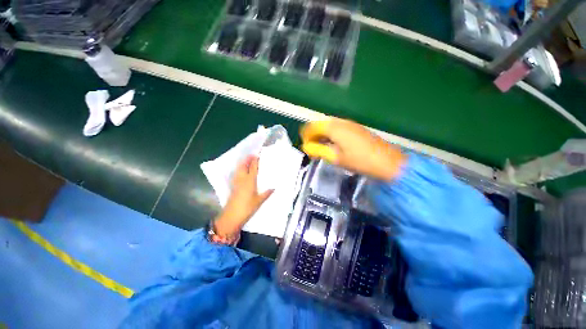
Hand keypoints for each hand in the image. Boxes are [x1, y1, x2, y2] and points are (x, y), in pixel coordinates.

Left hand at [214, 155, 273, 237]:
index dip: (255, 160)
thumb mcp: (259, 201)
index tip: (258, 154)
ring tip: (247, 161)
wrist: (232, 216)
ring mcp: (236, 182)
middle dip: (247, 159)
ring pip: (239, 169)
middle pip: (243, 165)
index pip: (253, 167)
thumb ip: (267, 193)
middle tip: (252, 155)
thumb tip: (274, 188)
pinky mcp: (233, 186)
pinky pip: (237, 174)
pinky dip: (239, 169)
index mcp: (250, 180)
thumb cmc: (247, 207)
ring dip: (242, 163)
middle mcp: (242, 179)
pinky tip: (241, 171)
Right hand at [300, 118, 405, 180]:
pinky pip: (338, 128)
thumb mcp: (336, 158)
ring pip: (330, 125)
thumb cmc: (360, 161)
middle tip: (312, 148)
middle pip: (321, 124)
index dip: (306, 135)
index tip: (305, 146)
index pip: (313, 126)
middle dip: (313, 135)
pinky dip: (331, 135)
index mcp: (335, 128)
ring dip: (322, 135)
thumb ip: (319, 150)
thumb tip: (306, 147)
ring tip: (321, 147)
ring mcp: (350, 124)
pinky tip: (333, 144)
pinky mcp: (356, 128)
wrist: (388, 162)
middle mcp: (341, 122)